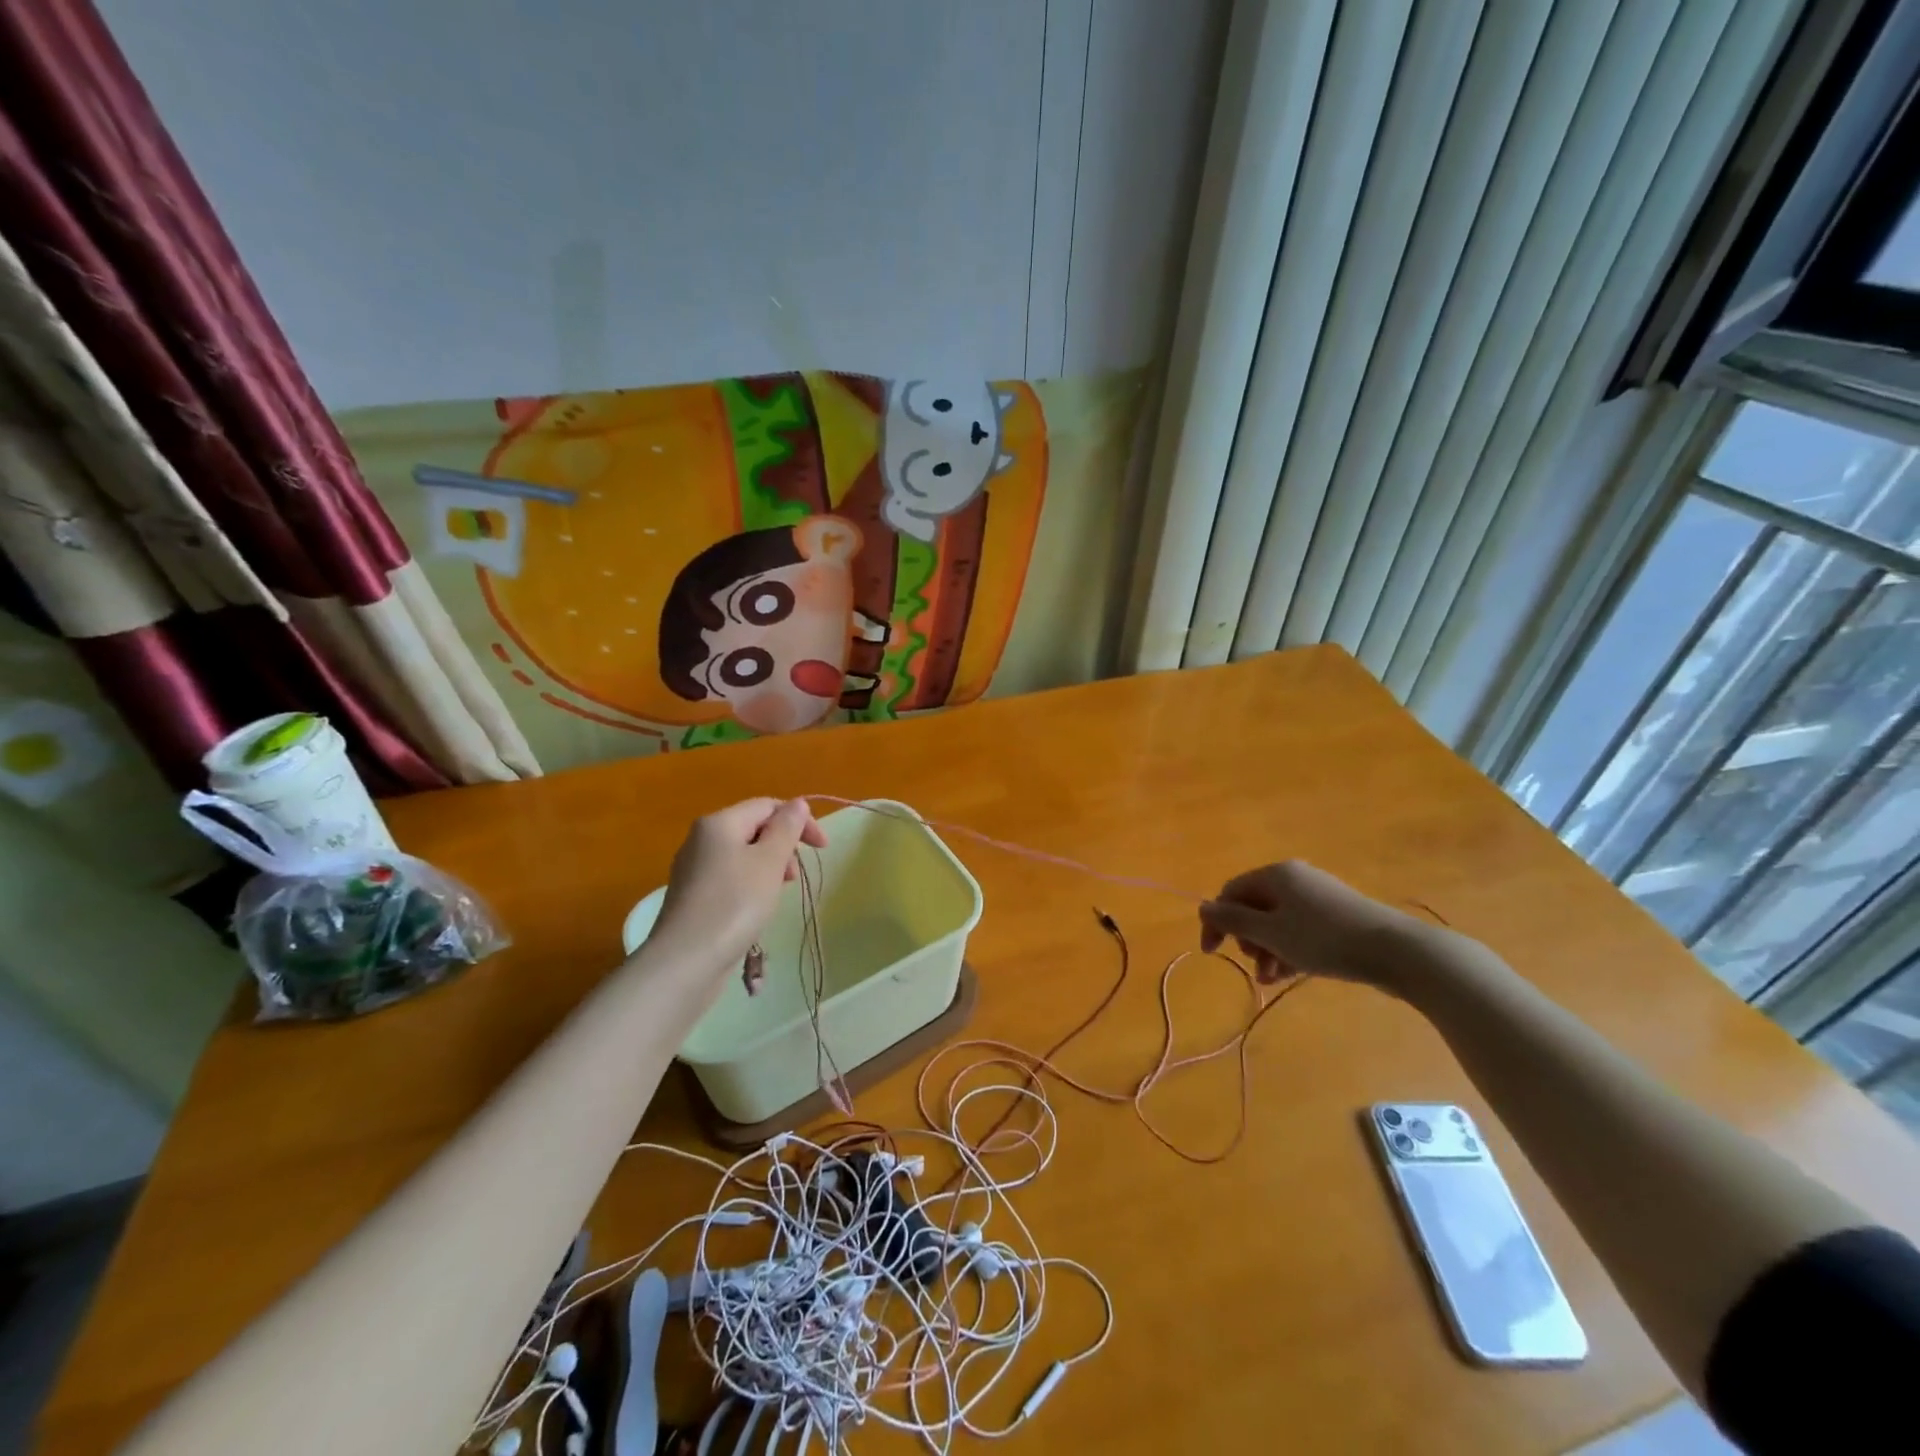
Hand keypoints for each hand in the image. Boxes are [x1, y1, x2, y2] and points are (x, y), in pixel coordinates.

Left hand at [649, 798, 827, 979]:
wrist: (685, 961)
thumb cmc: (734, 904)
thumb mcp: (770, 861)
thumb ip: (787, 828)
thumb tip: (797, 803)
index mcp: (719, 822)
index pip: (768, 806)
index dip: (800, 821)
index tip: (822, 849)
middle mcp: (701, 838)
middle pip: (754, 828)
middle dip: (783, 846)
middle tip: (794, 877)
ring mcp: (693, 868)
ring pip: (742, 855)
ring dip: (769, 867)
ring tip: (777, 895)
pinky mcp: (692, 896)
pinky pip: (729, 877)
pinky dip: (750, 884)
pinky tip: (755, 909)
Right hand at [1198, 860, 1417, 985]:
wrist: (1397, 951)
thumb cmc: (1325, 939)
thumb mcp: (1271, 933)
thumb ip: (1233, 920)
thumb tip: (1203, 907)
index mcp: (1275, 874)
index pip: (1231, 892)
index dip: (1217, 921)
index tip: (1212, 954)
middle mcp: (1295, 878)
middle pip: (1254, 907)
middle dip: (1248, 939)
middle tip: (1256, 966)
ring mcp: (1318, 896)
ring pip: (1278, 922)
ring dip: (1268, 950)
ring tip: (1272, 979)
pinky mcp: (1338, 915)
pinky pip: (1300, 929)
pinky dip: (1290, 949)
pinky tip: (1291, 975)